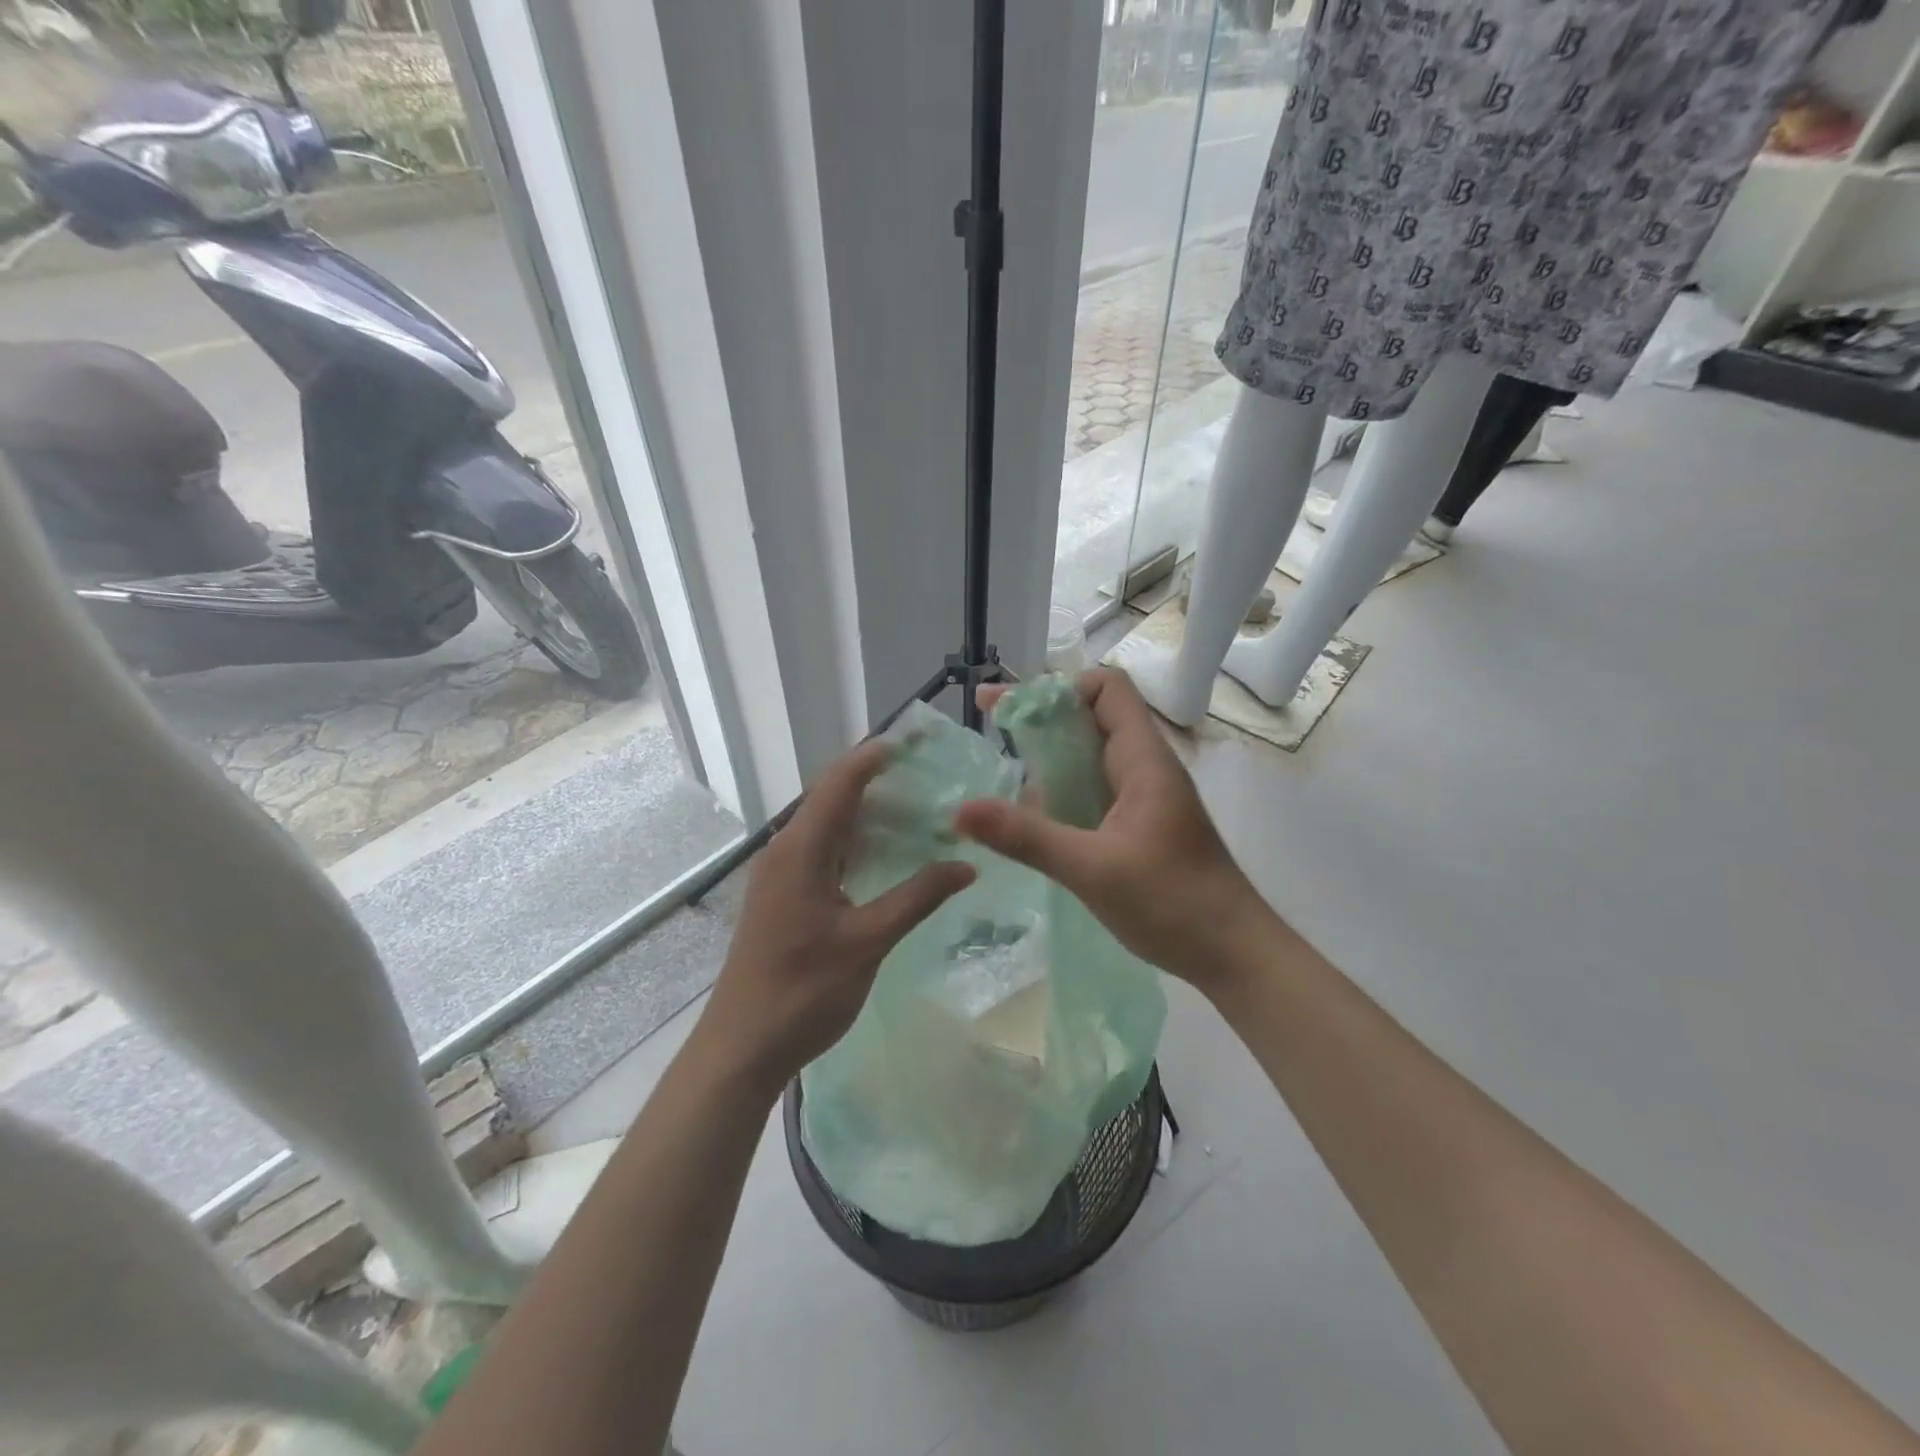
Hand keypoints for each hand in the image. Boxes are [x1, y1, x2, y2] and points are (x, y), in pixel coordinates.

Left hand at [700, 740, 974, 1097]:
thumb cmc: (804, 992)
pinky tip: (887, 856)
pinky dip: (856, 842)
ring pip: (828, 824)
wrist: (741, 1047)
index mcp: (801, 849)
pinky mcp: (783, 895)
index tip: (918, 744)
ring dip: (868, 812)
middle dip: (878, 780)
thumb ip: (918, 897)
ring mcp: (781, 873)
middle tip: (931, 778)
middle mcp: (786, 850)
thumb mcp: (869, 942)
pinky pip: (822, 850)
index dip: (875, 756)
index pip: (840, 782)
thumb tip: (967, 865)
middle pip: (832, 796)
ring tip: (919, 811)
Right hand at [954, 667, 1274, 994]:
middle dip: (1042, 721)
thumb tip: (961, 809)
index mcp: (1143, 760)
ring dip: (1049, 761)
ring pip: (1091, 758)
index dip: (1060, 688)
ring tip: (1002, 783)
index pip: (1107, 688)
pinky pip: (1094, 792)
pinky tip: (1033, 823)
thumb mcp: (1092, 869)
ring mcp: (1144, 799)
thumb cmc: (1174, 904)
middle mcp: (1145, 768)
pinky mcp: (1140, 827)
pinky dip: (1062, 794)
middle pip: (1092, 718)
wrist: (1234, 955)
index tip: (1012, 712)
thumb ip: (1027, 837)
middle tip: (990, 736)